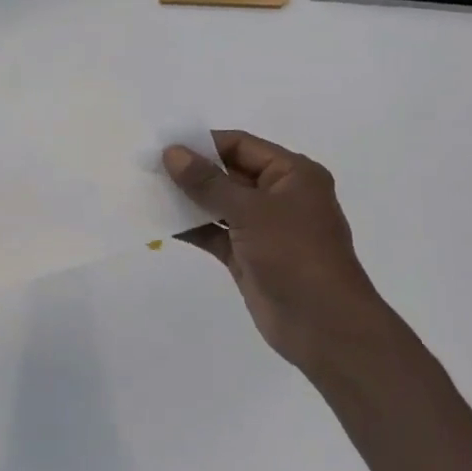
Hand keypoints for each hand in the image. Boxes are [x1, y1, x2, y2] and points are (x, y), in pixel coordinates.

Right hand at [164, 131, 392, 374]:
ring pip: (219, 204)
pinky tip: (160, 223)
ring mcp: (263, 228)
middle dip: (191, 171)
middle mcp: (279, 195)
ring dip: (187, 200)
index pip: (240, 145)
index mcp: (292, 174)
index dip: (203, 143)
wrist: (323, 327)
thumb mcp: (251, 211)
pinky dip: (192, 228)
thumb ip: (208, 182)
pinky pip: (215, 233)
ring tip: (147, 192)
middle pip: (228, 173)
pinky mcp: (248, 255)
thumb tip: (172, 152)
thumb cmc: (294, 255)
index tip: (164, 147)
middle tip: (148, 168)